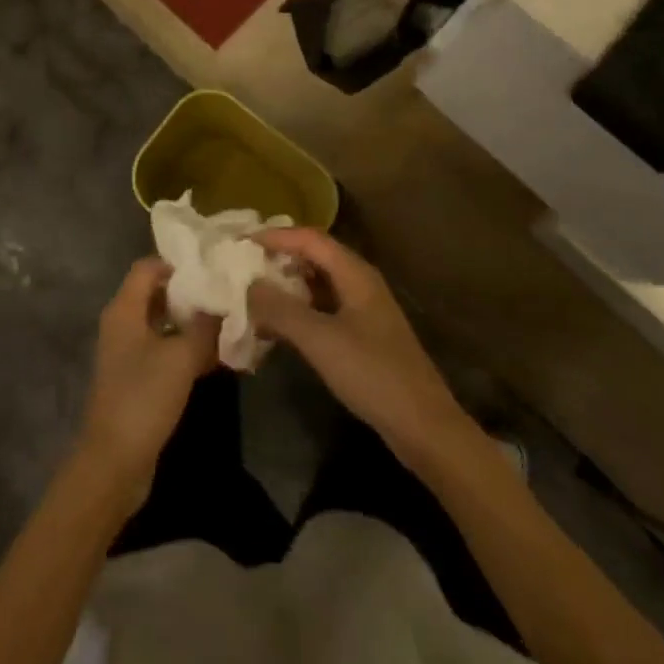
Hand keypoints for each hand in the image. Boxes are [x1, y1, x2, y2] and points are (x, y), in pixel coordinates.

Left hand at [75, 257, 218, 508]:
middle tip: (226, 295)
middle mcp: (123, 324)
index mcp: (124, 309)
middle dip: (191, 295)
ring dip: (192, 324)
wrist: (114, 462)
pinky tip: (216, 357)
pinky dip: (186, 349)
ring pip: (164, 324)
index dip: (178, 265)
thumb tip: (224, 303)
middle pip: (157, 294)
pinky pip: (164, 351)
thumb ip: (205, 326)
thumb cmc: (144, 398)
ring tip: (229, 324)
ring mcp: (128, 353)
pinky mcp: (137, 378)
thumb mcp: (181, 357)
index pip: (148, 267)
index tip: (212, 270)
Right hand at [247, 229, 474, 473]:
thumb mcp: (320, 339)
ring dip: (286, 286)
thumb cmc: (372, 374)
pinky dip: (298, 311)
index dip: (274, 236)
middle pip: (314, 256)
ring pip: (317, 284)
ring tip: (252, 294)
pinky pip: (323, 309)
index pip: (309, 238)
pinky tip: (277, 327)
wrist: (424, 427)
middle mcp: (360, 282)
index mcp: (355, 273)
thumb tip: (248, 285)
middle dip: (278, 258)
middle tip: (241, 265)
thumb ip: (280, 309)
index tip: (240, 242)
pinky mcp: (362, 335)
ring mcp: (363, 310)